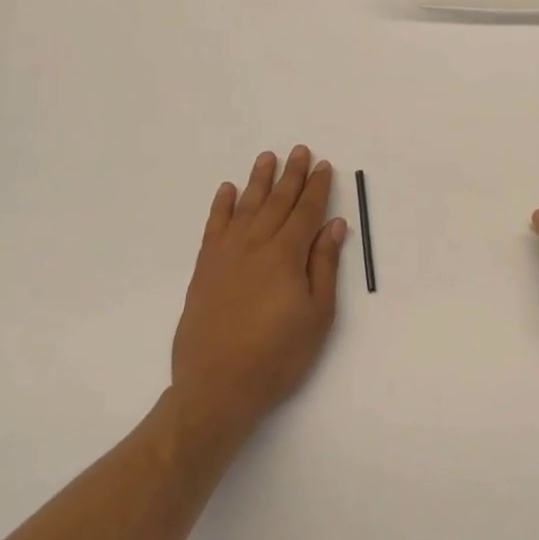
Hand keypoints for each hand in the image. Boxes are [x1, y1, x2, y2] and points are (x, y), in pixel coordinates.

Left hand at [169, 146, 347, 440]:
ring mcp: (226, 256)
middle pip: (277, 202)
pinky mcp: (205, 269)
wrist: (216, 388)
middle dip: (292, 175)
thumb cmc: (278, 356)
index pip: (306, 211)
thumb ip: (324, 266)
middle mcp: (255, 246)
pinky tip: (227, 190)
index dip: (317, 187)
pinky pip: (214, 227)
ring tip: (267, 157)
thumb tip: (334, 225)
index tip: (323, 166)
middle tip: (300, 150)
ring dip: (258, 180)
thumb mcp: (317, 315)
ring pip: (245, 207)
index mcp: (286, 255)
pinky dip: (221, 206)